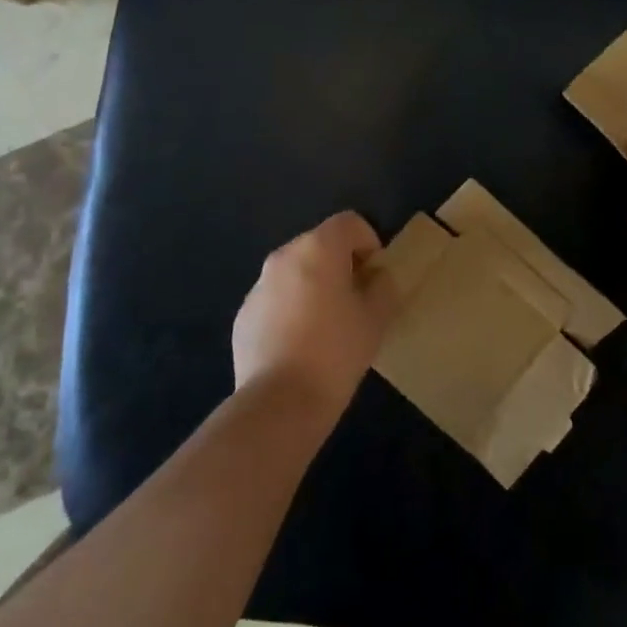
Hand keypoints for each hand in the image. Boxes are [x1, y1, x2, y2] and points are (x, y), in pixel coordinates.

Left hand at [233, 211, 389, 421]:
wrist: (279, 404)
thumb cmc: (336, 353)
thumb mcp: (375, 319)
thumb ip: (382, 287)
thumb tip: (377, 277)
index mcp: (318, 248)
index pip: (349, 222)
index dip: (369, 242)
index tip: (375, 275)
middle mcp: (283, 257)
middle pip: (320, 244)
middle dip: (340, 264)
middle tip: (356, 300)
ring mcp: (258, 286)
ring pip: (295, 273)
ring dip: (314, 286)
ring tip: (327, 327)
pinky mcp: (244, 316)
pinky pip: (275, 300)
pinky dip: (291, 310)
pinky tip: (300, 347)